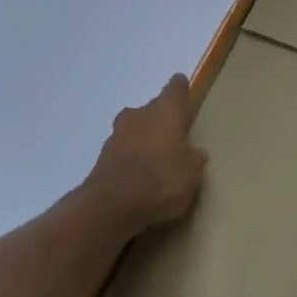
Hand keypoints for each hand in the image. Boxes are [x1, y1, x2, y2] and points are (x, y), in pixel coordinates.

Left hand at [88, 74, 208, 232]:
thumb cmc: (162, 181)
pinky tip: (139, 176)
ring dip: (144, 139)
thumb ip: (194, 160)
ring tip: (157, 159)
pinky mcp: (101, 157)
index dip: (180, 90)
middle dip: (161, 120)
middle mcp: (139, 116)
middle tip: (174, 136)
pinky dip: (131, 158)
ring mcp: (116, 135)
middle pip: (152, 109)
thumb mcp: (192, 175)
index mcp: (165, 112)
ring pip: (135, 129)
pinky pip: (123, 151)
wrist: (111, 207)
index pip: (175, 90)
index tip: (184, 91)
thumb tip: (195, 152)